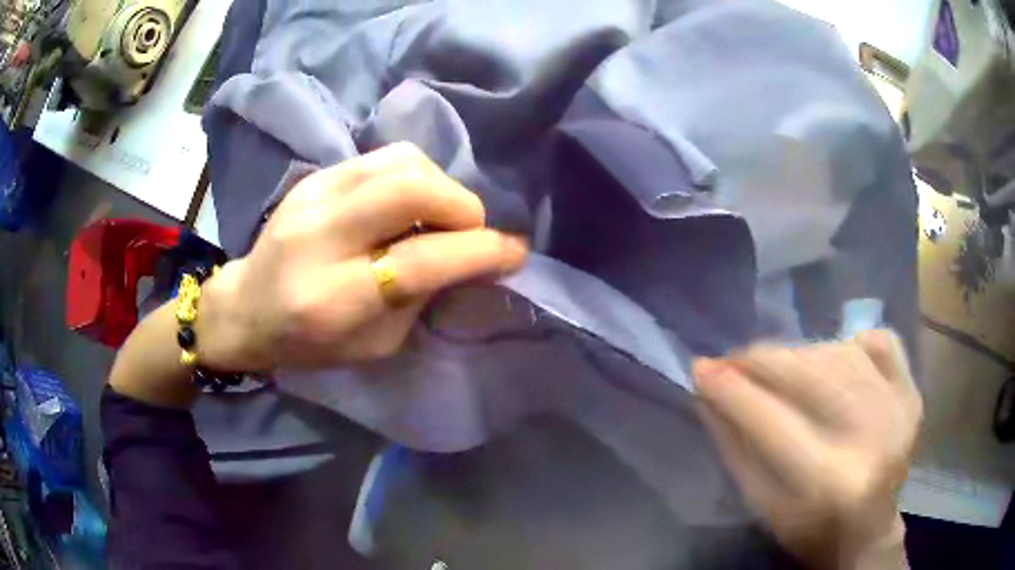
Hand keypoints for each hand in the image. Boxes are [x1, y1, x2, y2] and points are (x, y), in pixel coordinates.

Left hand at [195, 143, 527, 371]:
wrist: (245, 306)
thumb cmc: (309, 342)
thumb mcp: (374, 344)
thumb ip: (422, 297)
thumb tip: (471, 255)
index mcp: (333, 296)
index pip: (419, 259)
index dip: (478, 251)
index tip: (514, 251)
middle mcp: (320, 234)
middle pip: (410, 187)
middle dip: (460, 205)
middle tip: (469, 230)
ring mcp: (314, 194)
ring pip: (402, 161)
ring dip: (439, 185)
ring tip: (437, 216)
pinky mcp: (316, 175)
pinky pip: (384, 158)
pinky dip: (413, 176)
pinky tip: (408, 203)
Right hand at [693, 331, 921, 568]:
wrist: (870, 532)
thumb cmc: (808, 530)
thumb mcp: (762, 506)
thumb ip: (735, 449)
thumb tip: (708, 393)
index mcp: (830, 481)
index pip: (772, 422)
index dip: (733, 390)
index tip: (701, 367)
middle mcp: (872, 437)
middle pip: (810, 376)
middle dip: (762, 360)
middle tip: (733, 359)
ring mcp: (899, 408)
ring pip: (839, 353)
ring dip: (798, 353)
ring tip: (775, 364)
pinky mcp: (912, 392)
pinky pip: (880, 343)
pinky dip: (851, 342)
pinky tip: (834, 357)